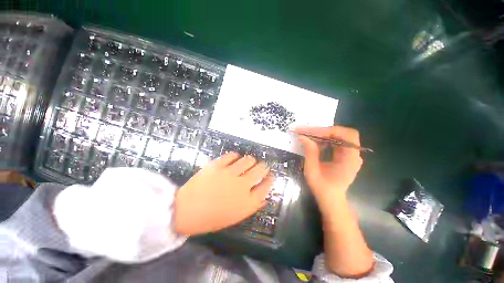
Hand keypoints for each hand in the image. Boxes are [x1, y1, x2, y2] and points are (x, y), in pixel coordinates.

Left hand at [175, 152, 273, 235]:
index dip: (270, 180)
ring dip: (251, 160)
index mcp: (246, 201)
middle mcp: (241, 185)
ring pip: (247, 160)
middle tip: (262, 165)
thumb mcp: (235, 216)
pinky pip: (231, 155)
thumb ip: (252, 206)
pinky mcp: (217, 165)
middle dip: (263, 167)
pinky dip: (235, 155)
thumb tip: (264, 197)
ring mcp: (229, 173)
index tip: (271, 175)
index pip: (265, 187)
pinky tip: (235, 157)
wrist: (186, 211)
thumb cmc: (212, 218)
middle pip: (259, 170)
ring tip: (249, 161)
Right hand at [295, 126, 362, 210]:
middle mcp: (354, 154)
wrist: (330, 199)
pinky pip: (336, 141)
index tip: (309, 132)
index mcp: (350, 159)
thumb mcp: (312, 170)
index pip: (345, 135)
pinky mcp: (344, 155)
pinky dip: (325, 139)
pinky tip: (315, 141)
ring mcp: (350, 154)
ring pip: (339, 135)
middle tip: (307, 131)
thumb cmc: (322, 187)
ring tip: (308, 134)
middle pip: (343, 132)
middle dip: (324, 130)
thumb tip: (302, 136)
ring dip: (323, 133)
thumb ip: (310, 152)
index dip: (327, 131)